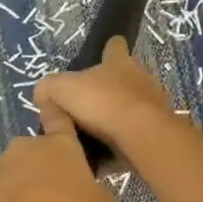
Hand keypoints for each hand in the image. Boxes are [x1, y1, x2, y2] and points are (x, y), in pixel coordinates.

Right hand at [34, 38, 181, 158]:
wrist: (141, 135)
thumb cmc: (102, 102)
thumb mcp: (61, 90)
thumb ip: (48, 89)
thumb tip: (44, 96)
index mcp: (119, 62)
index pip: (115, 46)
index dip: (108, 49)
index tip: (103, 54)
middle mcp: (140, 78)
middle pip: (125, 78)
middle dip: (109, 89)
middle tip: (88, 106)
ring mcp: (153, 104)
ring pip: (131, 107)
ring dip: (117, 118)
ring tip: (94, 136)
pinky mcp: (158, 131)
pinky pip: (135, 134)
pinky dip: (122, 142)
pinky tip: (106, 155)